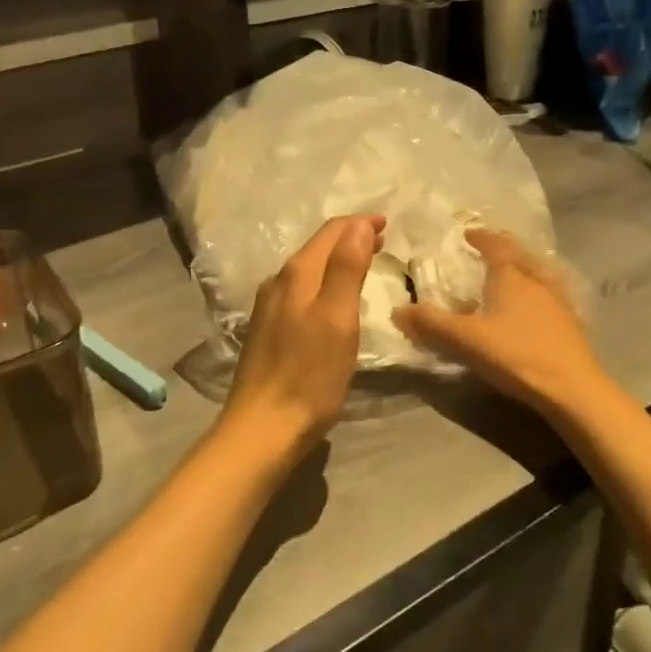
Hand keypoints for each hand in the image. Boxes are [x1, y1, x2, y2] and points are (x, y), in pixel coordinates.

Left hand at [222, 215, 383, 454]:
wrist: (263, 428)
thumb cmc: (309, 374)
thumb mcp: (337, 318)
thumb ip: (347, 268)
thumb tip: (358, 225)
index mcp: (297, 274)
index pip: (331, 233)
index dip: (360, 224)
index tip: (387, 223)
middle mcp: (278, 283)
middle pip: (318, 248)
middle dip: (350, 239)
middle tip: (382, 241)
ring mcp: (269, 308)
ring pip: (308, 270)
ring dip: (337, 260)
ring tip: (364, 264)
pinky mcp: (269, 331)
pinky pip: (301, 291)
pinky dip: (324, 283)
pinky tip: (333, 299)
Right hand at [396, 228, 604, 414]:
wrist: (573, 388)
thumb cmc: (515, 354)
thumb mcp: (465, 339)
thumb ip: (430, 324)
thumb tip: (397, 310)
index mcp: (510, 276)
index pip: (495, 245)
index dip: (481, 237)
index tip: (468, 234)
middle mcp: (536, 281)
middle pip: (519, 256)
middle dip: (502, 249)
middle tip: (487, 249)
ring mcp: (557, 302)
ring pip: (537, 275)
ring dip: (521, 270)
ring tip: (509, 276)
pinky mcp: (570, 324)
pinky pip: (549, 296)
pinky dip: (535, 293)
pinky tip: (532, 309)